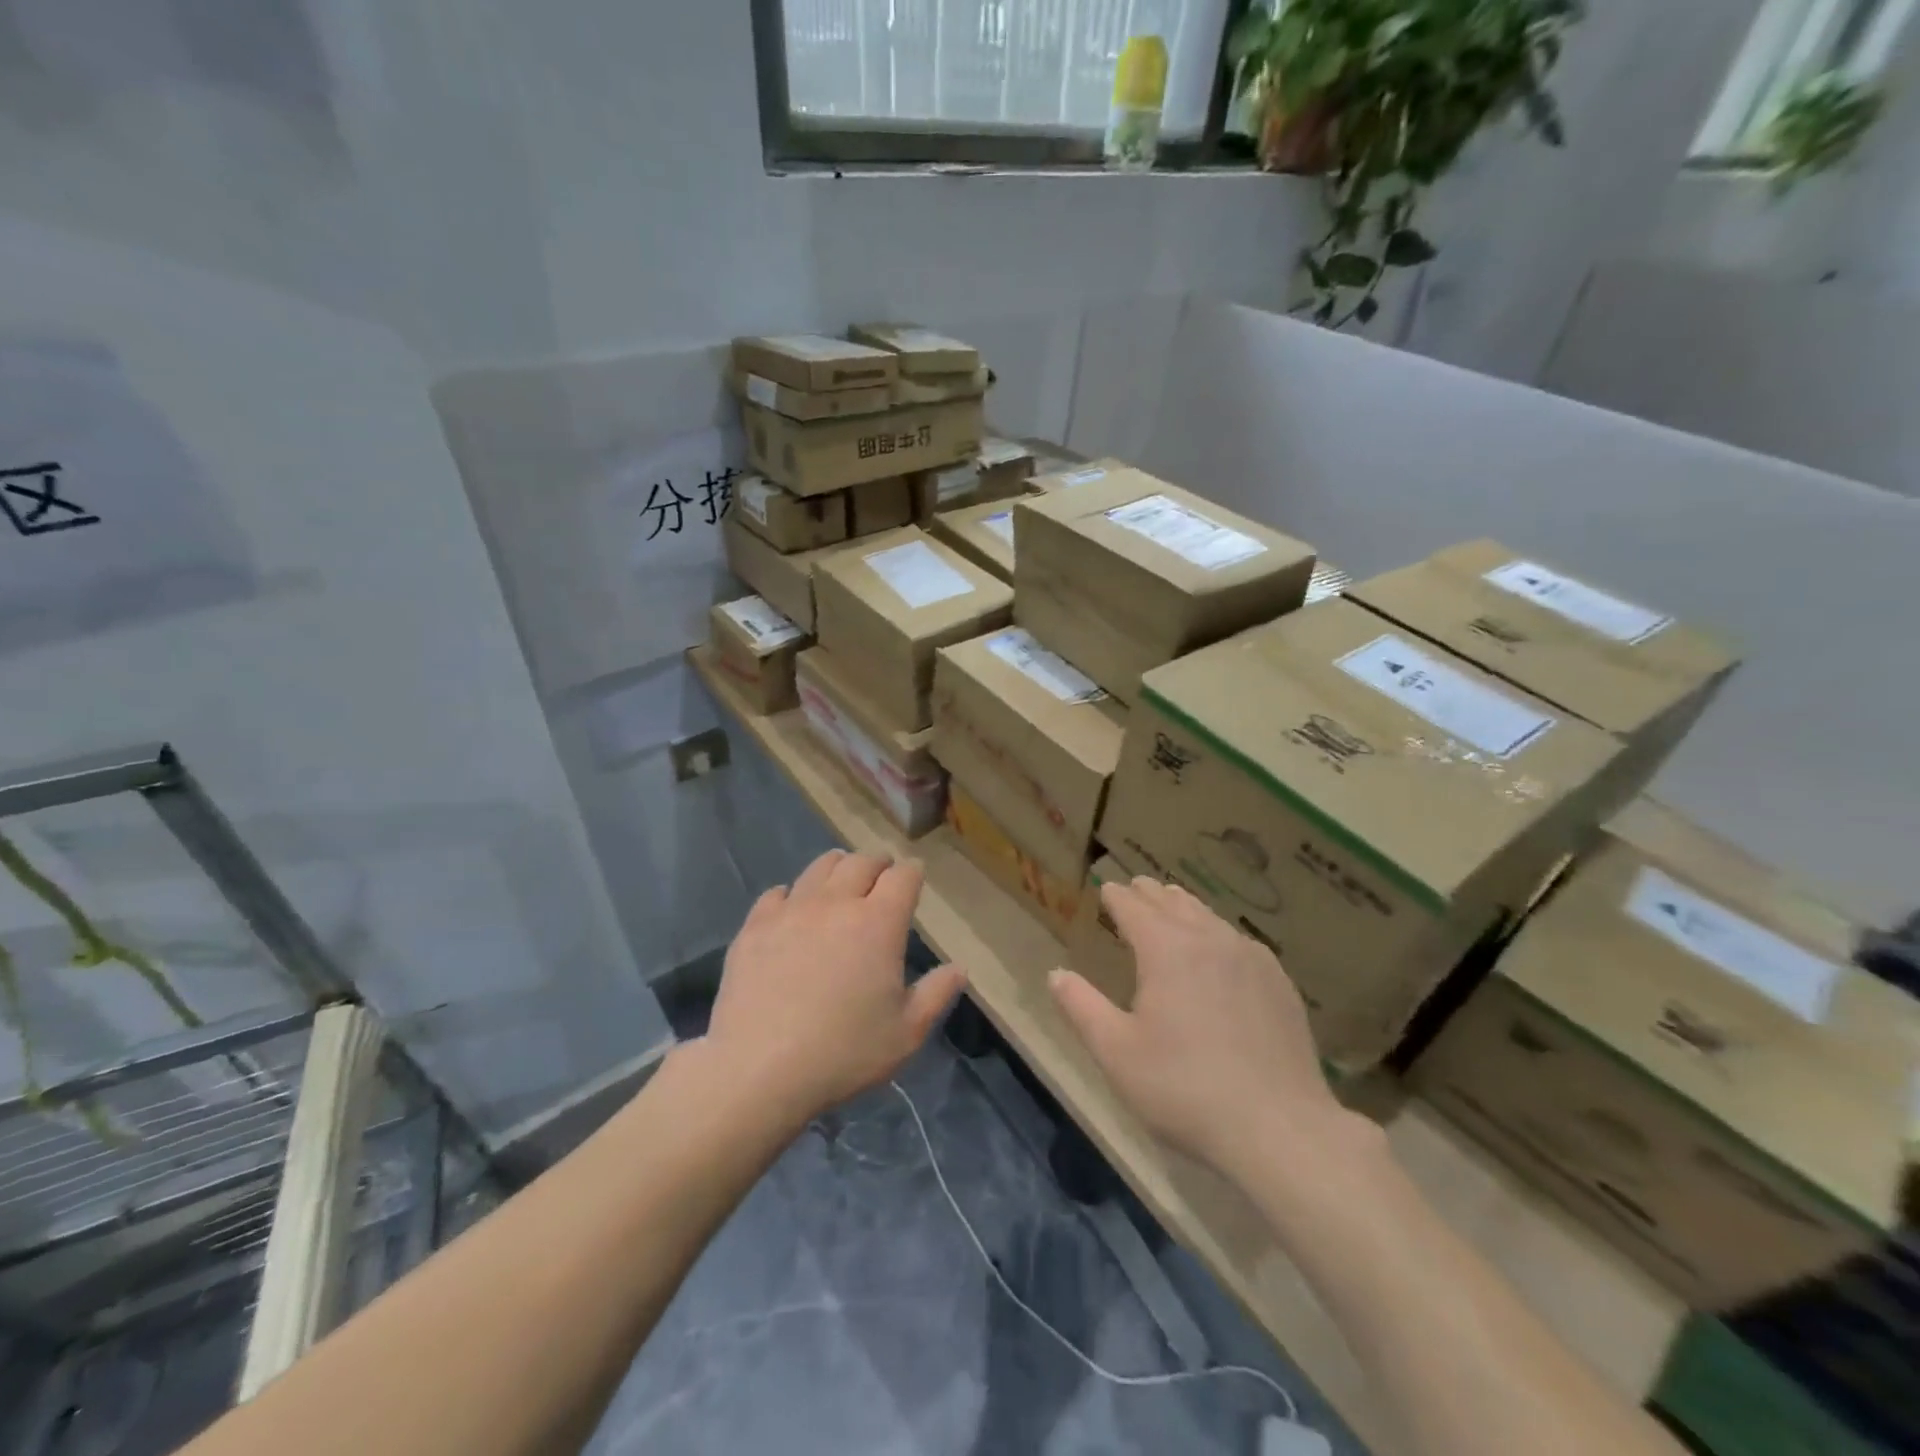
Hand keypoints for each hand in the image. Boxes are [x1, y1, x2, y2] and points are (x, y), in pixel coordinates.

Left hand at [706, 850, 966, 1124]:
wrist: (759, 1068)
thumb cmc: (843, 1052)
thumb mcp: (906, 1033)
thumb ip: (936, 994)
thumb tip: (959, 968)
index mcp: (879, 922)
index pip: (903, 876)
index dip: (912, 875)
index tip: (914, 882)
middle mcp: (836, 903)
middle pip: (862, 862)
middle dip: (877, 864)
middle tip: (881, 878)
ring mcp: (792, 910)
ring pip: (820, 867)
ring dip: (837, 868)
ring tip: (840, 882)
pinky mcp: (755, 925)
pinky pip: (777, 893)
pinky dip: (792, 895)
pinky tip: (792, 912)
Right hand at [1050, 877, 1349, 1179]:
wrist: (1279, 1128)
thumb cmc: (1184, 1088)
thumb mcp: (1116, 1053)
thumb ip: (1081, 1007)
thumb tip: (1056, 974)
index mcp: (1167, 949)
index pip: (1134, 907)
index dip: (1117, 896)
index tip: (1107, 888)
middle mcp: (1210, 940)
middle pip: (1174, 903)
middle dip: (1150, 894)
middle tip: (1136, 887)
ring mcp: (1251, 959)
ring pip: (1210, 917)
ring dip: (1185, 908)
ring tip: (1173, 904)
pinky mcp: (1279, 983)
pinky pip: (1240, 942)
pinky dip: (1218, 933)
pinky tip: (1222, 949)